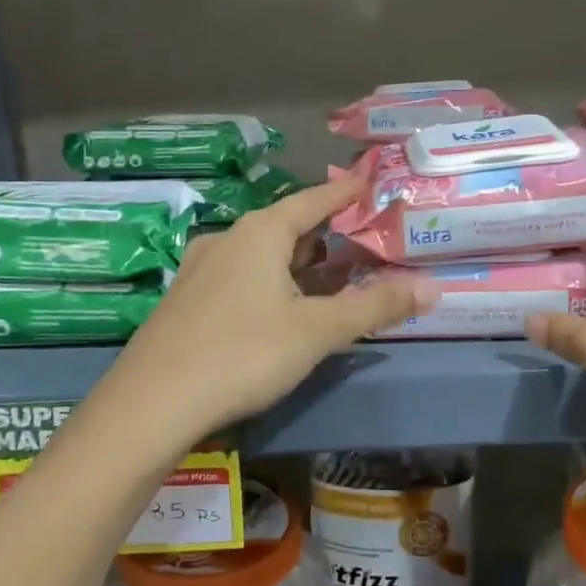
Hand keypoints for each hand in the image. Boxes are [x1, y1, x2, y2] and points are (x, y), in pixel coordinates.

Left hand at [99, 177, 438, 441]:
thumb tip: (434, 288)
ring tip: (329, 278)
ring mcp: (201, 271)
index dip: (344, 192)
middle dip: (325, 236)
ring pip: (262, 256)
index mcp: (260, 233)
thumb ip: (376, 307)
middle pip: (286, 228)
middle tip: (360, 243)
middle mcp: (228, 240)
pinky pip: (241, 278)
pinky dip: (271, 283)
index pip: (313, 200)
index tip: (368, 181)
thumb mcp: (317, 330)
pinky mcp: (187, 302)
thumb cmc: (243, 353)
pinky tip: (280, 309)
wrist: (151, 404)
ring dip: (297, 264)